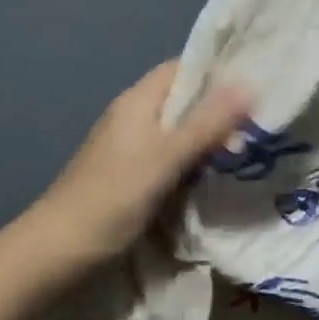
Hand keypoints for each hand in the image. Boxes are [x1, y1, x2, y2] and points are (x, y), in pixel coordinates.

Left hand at [29, 61, 251, 269]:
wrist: (58, 250)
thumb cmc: (112, 198)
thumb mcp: (165, 158)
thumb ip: (206, 124)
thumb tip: (249, 84)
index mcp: (138, 103)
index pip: (183, 69)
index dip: (217, 72)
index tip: (256, 85)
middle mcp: (134, 119)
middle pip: (183, 102)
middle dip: (220, 111)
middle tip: (260, 128)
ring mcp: (131, 150)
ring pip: (179, 134)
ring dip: (209, 141)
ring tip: (249, 152)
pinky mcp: (132, 178)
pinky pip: (171, 160)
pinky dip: (194, 165)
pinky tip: (216, 178)